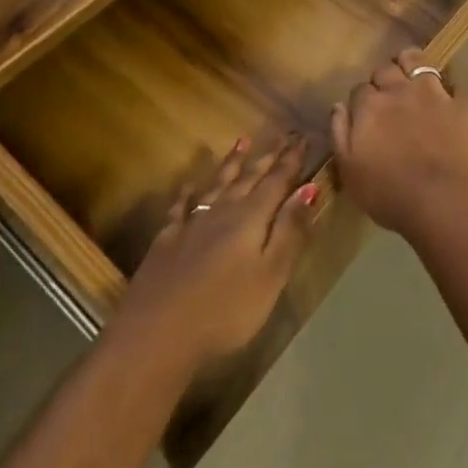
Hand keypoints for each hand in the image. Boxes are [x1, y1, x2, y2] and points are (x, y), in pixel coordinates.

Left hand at [117, 133, 319, 367]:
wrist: (157, 332)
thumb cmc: (225, 310)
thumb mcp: (270, 275)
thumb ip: (290, 230)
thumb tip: (309, 188)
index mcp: (251, 218)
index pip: (277, 181)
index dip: (291, 161)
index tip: (303, 138)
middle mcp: (223, 210)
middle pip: (249, 178)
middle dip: (268, 157)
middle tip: (282, 135)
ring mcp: (192, 223)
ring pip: (217, 184)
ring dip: (231, 163)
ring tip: (242, 142)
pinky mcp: (167, 240)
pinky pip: (180, 207)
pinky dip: (187, 194)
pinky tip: (188, 186)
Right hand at [330, 48, 467, 240]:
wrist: (445, 202)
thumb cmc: (390, 194)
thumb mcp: (349, 172)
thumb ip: (339, 134)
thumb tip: (338, 106)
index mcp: (370, 106)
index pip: (359, 89)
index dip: (361, 101)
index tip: (365, 115)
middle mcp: (400, 90)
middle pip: (386, 70)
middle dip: (384, 80)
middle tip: (388, 99)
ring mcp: (434, 93)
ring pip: (418, 61)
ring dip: (412, 66)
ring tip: (414, 80)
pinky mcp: (463, 104)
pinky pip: (457, 87)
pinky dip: (452, 95)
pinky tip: (451, 107)